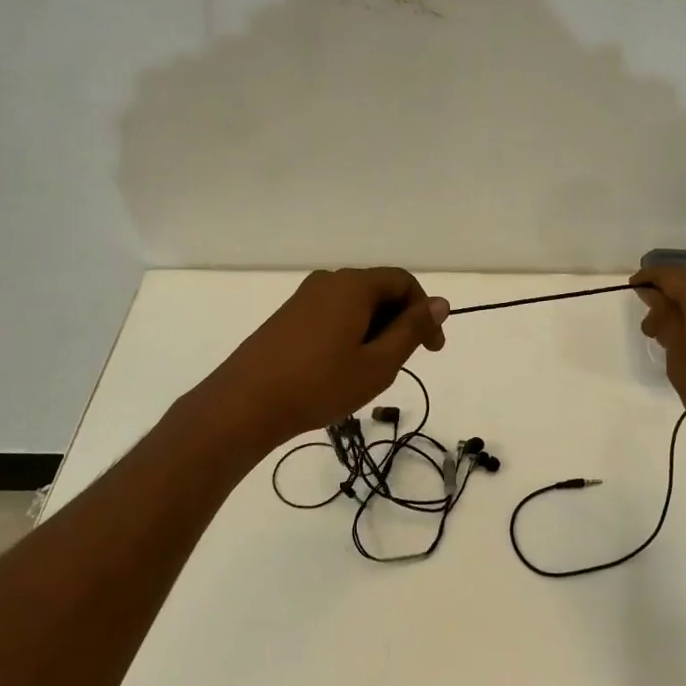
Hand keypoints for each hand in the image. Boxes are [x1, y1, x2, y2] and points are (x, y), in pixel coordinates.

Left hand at [199, 268, 449, 447]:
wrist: (246, 403)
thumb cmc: (320, 384)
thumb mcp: (378, 363)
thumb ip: (411, 330)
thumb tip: (439, 303)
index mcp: (353, 285)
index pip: (403, 282)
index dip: (425, 312)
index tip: (431, 350)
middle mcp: (328, 282)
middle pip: (378, 290)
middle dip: (399, 323)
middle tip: (400, 365)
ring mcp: (303, 298)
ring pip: (355, 305)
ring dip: (374, 332)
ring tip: (370, 372)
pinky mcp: (288, 317)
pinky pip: (332, 315)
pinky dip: (350, 334)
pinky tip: (341, 369)